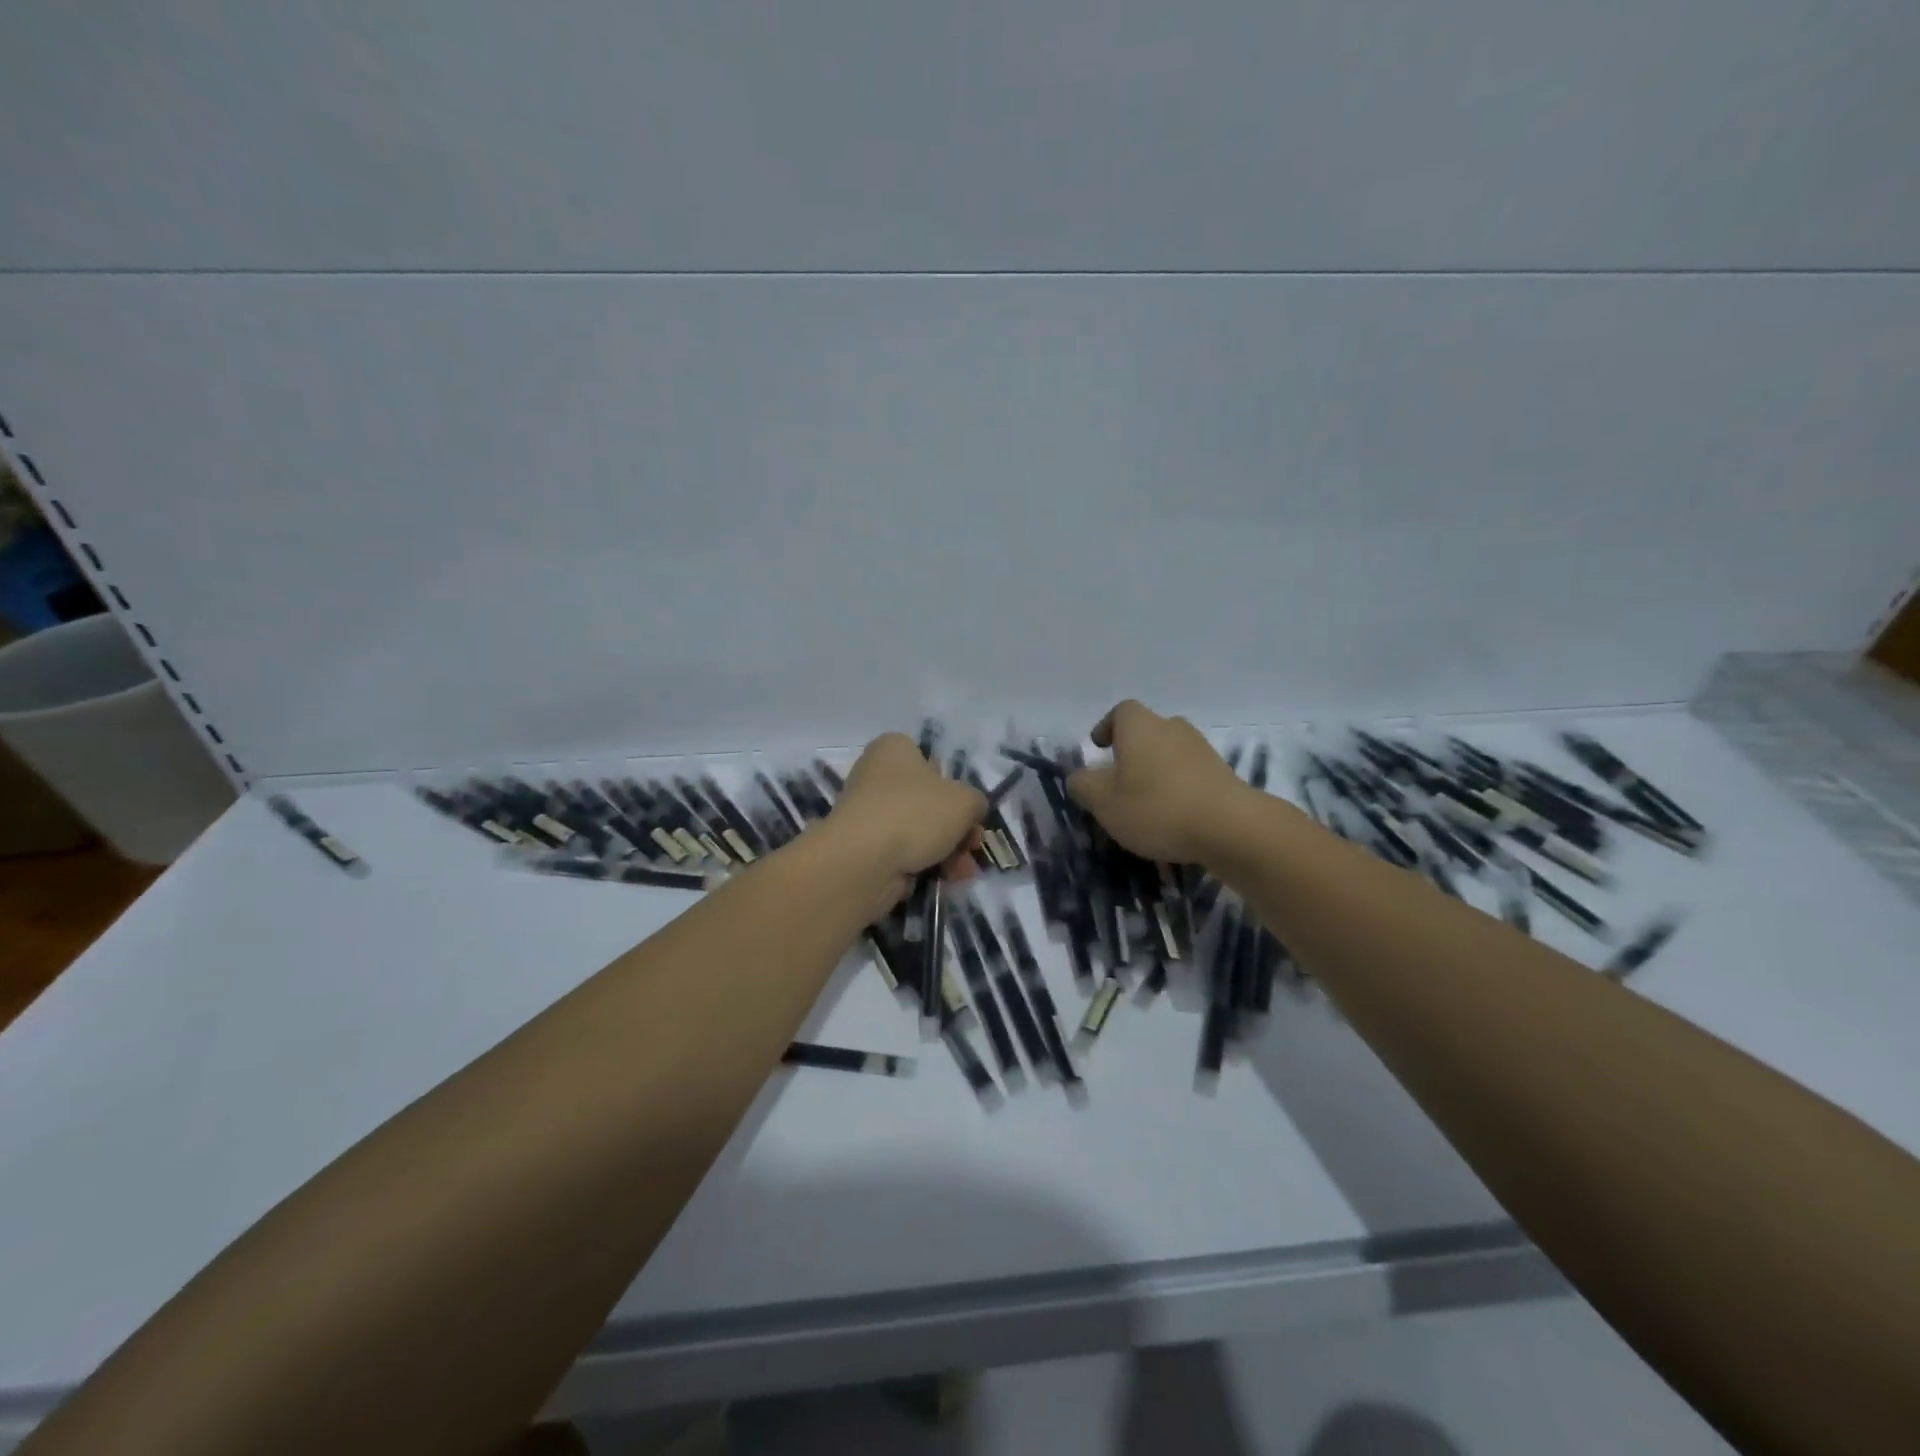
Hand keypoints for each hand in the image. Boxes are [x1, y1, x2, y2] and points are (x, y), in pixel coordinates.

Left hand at [825, 732, 985, 900]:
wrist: (863, 862)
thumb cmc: (915, 813)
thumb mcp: (965, 800)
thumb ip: (976, 801)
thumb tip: (971, 811)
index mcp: (894, 749)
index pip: (929, 759)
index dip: (953, 784)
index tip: (967, 808)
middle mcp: (876, 776)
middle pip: (928, 800)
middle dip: (956, 826)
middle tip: (973, 845)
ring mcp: (868, 814)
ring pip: (918, 830)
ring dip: (947, 850)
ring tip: (964, 871)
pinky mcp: (863, 848)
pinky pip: (903, 853)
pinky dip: (925, 865)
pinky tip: (946, 880)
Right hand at [1067, 700, 1248, 863]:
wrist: (1229, 826)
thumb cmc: (1156, 807)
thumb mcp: (1103, 802)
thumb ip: (1083, 786)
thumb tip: (1078, 777)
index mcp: (1140, 726)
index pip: (1121, 711)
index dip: (1107, 727)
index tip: (1099, 748)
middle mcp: (1172, 728)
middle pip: (1148, 731)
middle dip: (1132, 752)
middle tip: (1119, 780)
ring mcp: (1202, 749)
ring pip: (1170, 753)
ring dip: (1156, 771)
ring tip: (1146, 803)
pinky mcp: (1223, 774)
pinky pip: (1190, 775)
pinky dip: (1179, 788)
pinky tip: (1174, 817)